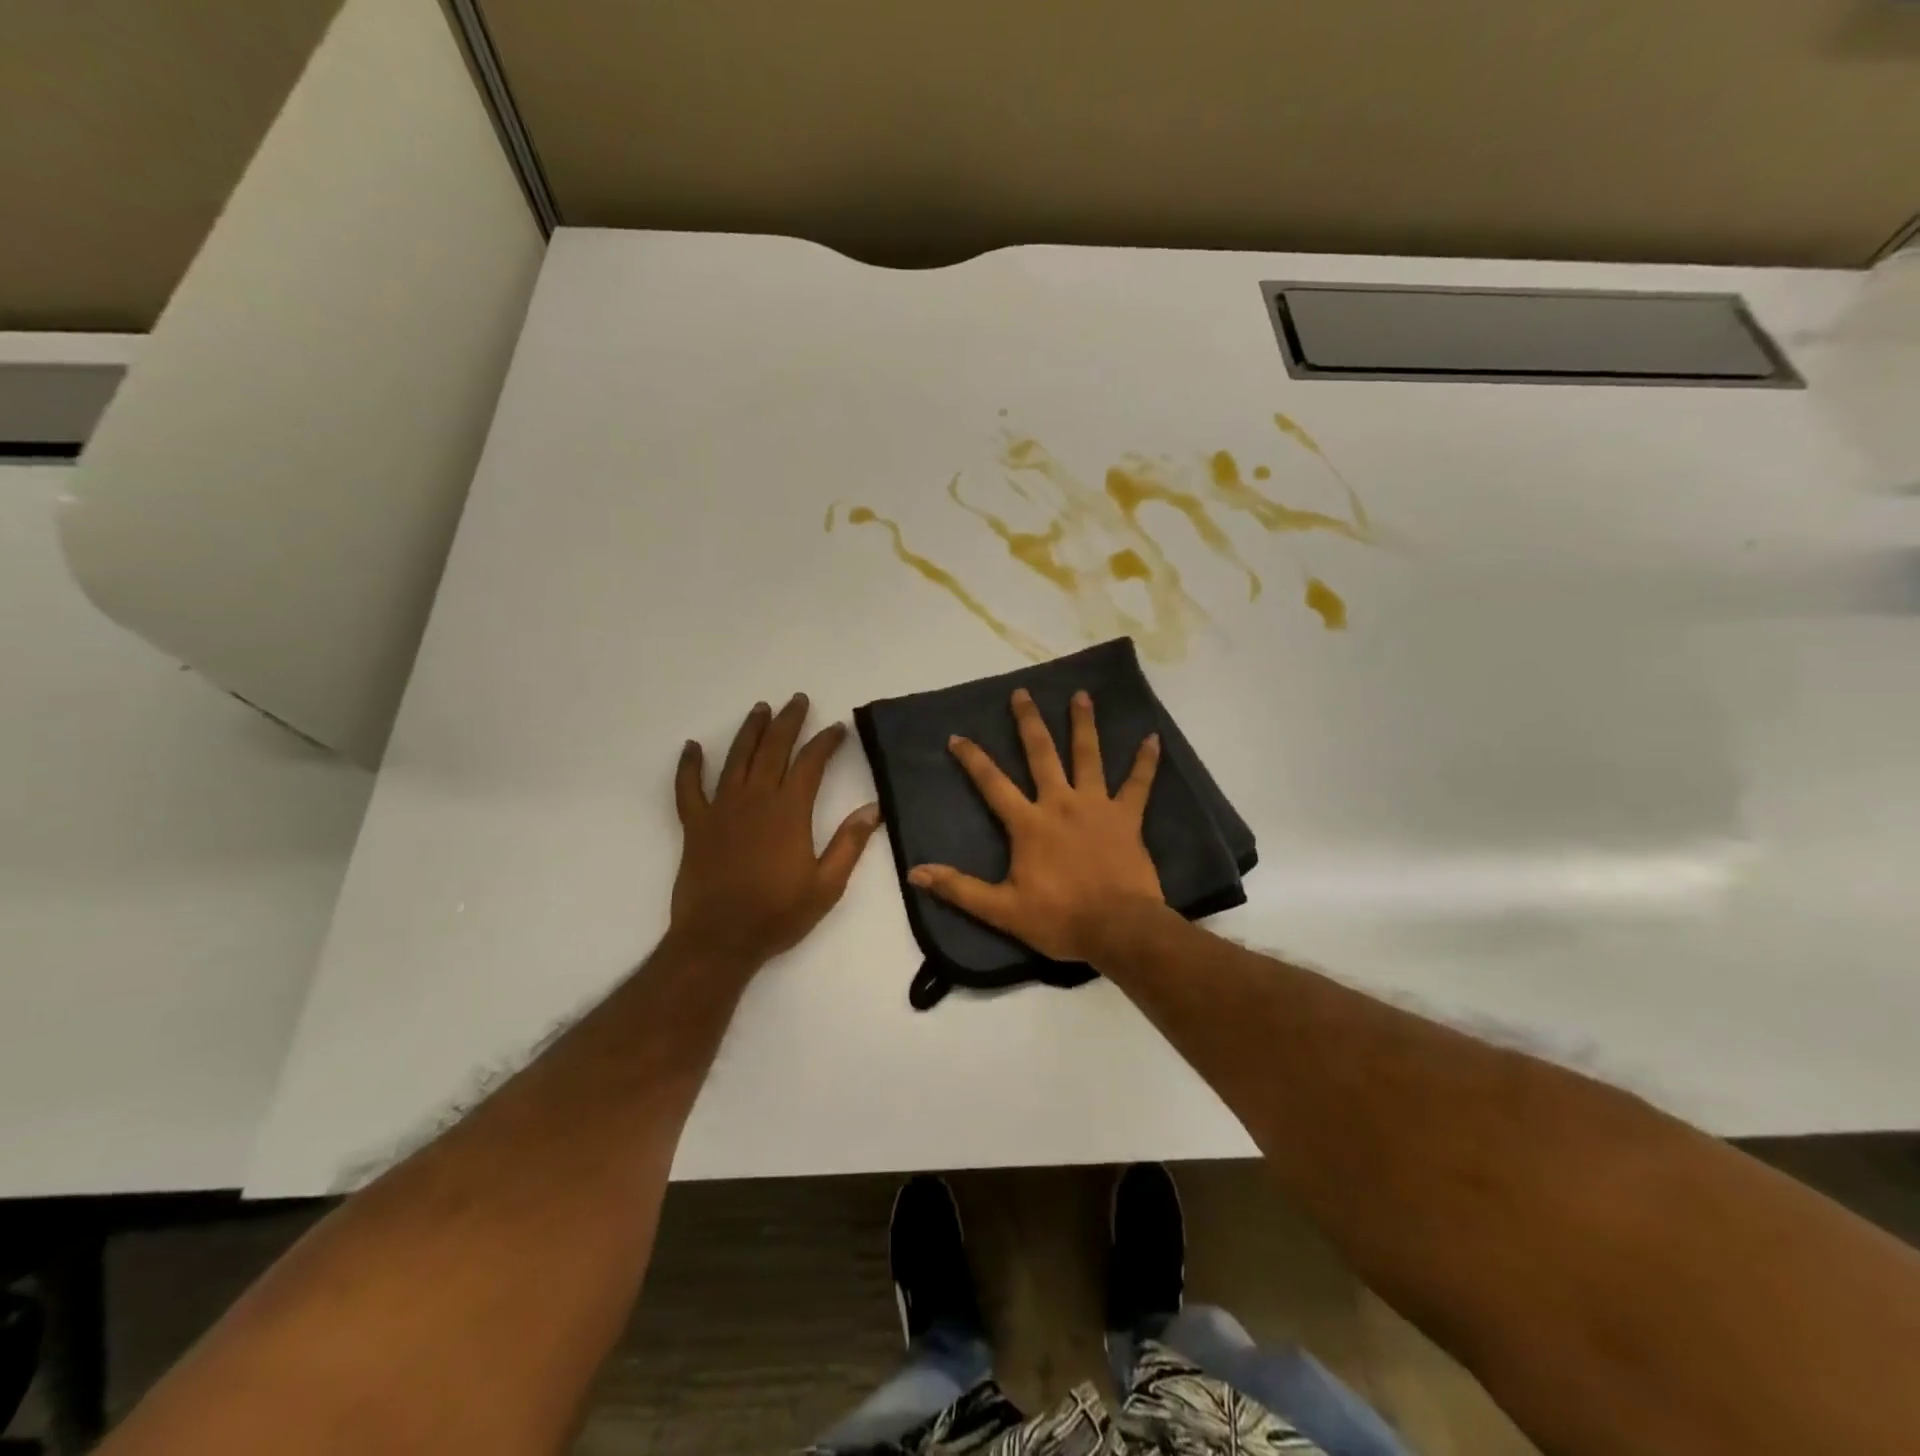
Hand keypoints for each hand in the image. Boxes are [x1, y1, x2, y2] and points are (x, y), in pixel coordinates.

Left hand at [670, 695, 880, 969]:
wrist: (720, 940)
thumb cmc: (778, 914)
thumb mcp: (827, 885)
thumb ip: (849, 844)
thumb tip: (873, 808)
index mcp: (789, 811)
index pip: (811, 763)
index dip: (825, 742)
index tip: (837, 729)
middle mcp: (755, 799)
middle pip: (773, 749)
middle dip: (788, 722)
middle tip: (797, 701)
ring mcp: (721, 809)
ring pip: (736, 758)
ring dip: (750, 731)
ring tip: (760, 709)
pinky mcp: (695, 824)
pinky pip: (688, 788)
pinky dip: (689, 765)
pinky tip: (693, 747)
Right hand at [908, 688, 1162, 962]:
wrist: (1119, 929)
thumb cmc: (1060, 919)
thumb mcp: (1002, 910)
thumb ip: (959, 889)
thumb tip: (914, 873)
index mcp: (1029, 823)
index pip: (992, 783)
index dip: (973, 759)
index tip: (957, 736)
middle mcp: (1061, 803)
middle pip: (1041, 754)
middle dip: (1029, 722)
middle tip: (1022, 693)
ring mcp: (1097, 806)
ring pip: (1088, 756)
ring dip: (1083, 724)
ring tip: (1081, 694)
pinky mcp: (1127, 818)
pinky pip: (1139, 784)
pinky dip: (1146, 762)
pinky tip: (1153, 739)